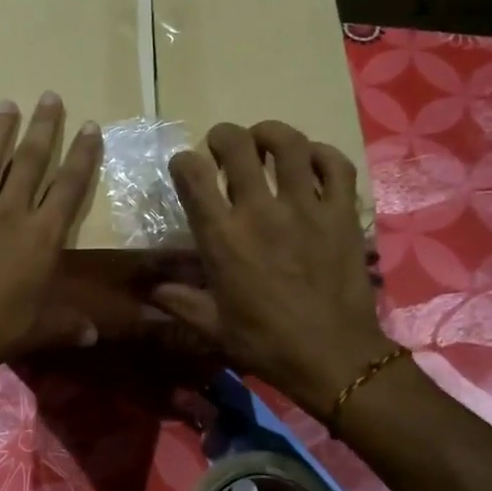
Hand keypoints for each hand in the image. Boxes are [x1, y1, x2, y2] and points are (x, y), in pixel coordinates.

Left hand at [0, 92, 102, 383]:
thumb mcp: (39, 329)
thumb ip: (66, 325)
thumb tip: (92, 337)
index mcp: (41, 235)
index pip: (69, 186)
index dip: (82, 155)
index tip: (90, 125)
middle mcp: (9, 213)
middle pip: (29, 160)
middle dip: (43, 126)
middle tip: (48, 95)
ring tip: (7, 105)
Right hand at [151, 121, 394, 420]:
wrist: (332, 357)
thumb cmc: (265, 343)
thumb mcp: (213, 327)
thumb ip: (179, 301)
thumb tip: (149, 290)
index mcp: (222, 237)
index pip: (192, 175)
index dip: (183, 162)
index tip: (185, 168)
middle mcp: (260, 211)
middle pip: (237, 146)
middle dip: (223, 137)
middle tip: (223, 145)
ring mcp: (306, 207)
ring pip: (289, 144)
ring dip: (270, 133)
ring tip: (264, 140)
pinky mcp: (342, 213)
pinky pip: (335, 165)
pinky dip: (321, 154)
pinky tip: (311, 160)